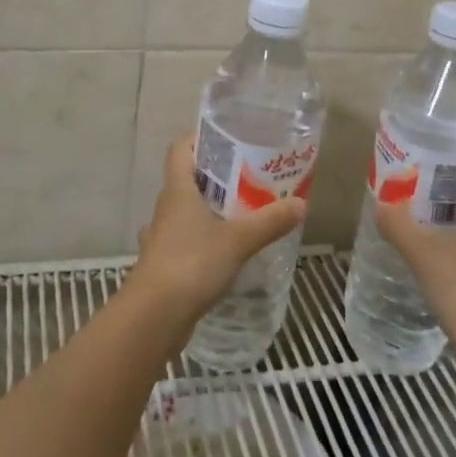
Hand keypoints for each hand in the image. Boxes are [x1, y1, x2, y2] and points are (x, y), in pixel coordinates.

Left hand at [130, 135, 305, 321]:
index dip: (198, 139)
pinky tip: (223, 255)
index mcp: (177, 191)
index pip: (180, 150)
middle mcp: (165, 209)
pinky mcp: (163, 267)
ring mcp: (161, 239)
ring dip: (207, 213)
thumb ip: (270, 222)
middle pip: (186, 181)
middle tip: (247, 179)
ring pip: (184, 215)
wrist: (154, 317)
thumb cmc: (192, 264)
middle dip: (214, 178)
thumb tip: (301, 204)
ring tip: (239, 216)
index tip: (226, 139)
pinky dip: (202, 244)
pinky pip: (184, 244)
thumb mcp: (239, 240)